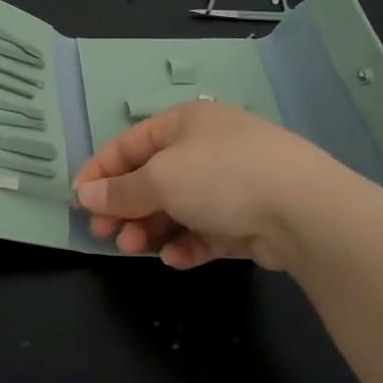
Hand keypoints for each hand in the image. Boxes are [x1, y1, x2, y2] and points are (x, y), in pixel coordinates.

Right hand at [73, 100, 354, 270]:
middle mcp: (206, 148)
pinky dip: (188, 244)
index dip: (100, 171)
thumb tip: (85, 194)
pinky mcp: (248, 218)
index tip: (78, 200)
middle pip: (151, 179)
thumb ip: (121, 191)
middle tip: (104, 233)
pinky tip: (177, 259)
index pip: (129, 144)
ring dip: (152, 229)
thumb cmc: (221, 176)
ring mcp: (230, 184)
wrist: (304, 210)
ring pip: (177, 208)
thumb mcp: (160, 179)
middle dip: (125, 207)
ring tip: (135, 249)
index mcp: (184, 123)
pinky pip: (206, 230)